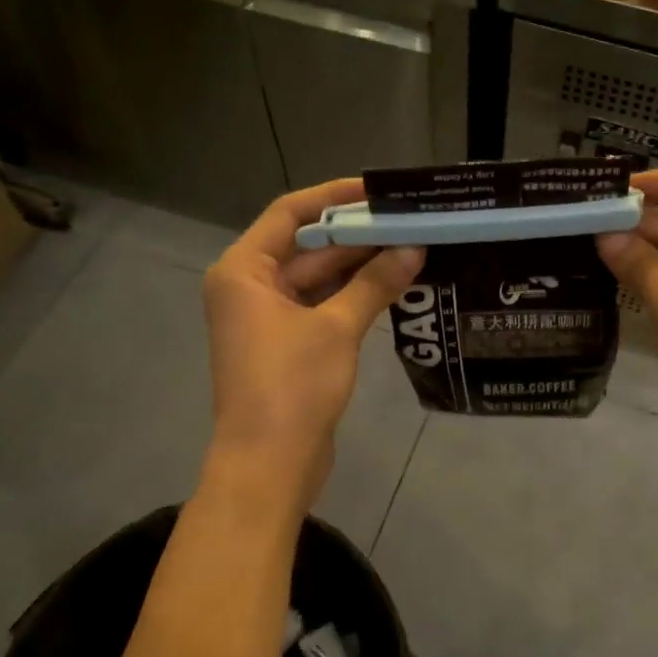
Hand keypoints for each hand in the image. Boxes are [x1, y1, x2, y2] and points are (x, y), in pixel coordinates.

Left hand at [203, 179, 422, 502]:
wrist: (269, 466)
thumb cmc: (291, 387)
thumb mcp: (336, 328)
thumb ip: (374, 283)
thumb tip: (414, 248)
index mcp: (243, 271)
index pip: (290, 213)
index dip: (334, 196)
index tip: (378, 190)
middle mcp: (249, 287)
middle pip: (307, 246)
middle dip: (356, 234)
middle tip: (409, 221)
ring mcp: (268, 318)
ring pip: (318, 277)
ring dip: (360, 265)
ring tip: (411, 246)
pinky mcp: (288, 344)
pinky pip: (322, 305)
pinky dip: (354, 294)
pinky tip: (394, 284)